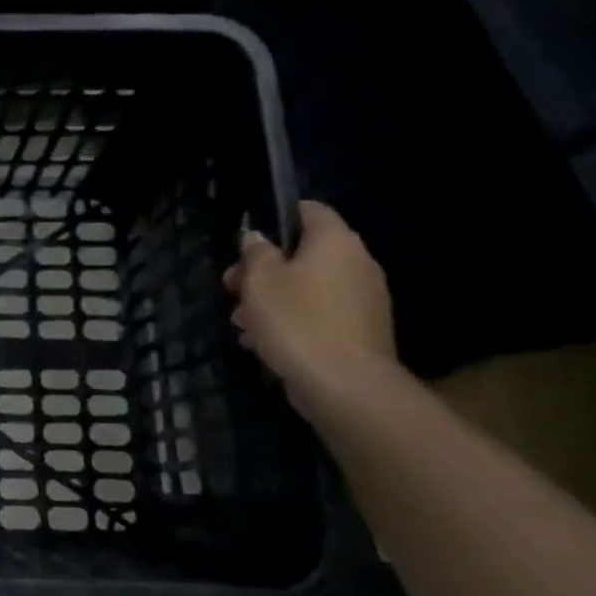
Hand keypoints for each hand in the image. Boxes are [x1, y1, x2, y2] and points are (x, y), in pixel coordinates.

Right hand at [223, 200, 398, 419]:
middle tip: (232, 289)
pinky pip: (319, 314)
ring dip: (273, 300)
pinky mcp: (360, 331)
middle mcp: (357, 264)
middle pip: (303, 253)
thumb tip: (256, 237)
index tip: (248, 241)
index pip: (309, 210)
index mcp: (335, 242)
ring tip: (241, 323)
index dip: (277, 217)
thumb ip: (256, 253)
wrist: (345, 385)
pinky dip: (293, 321)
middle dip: (263, 270)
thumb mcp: (260, 281)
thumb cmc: (297, 321)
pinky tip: (264, 343)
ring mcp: (363, 300)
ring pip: (307, 287)